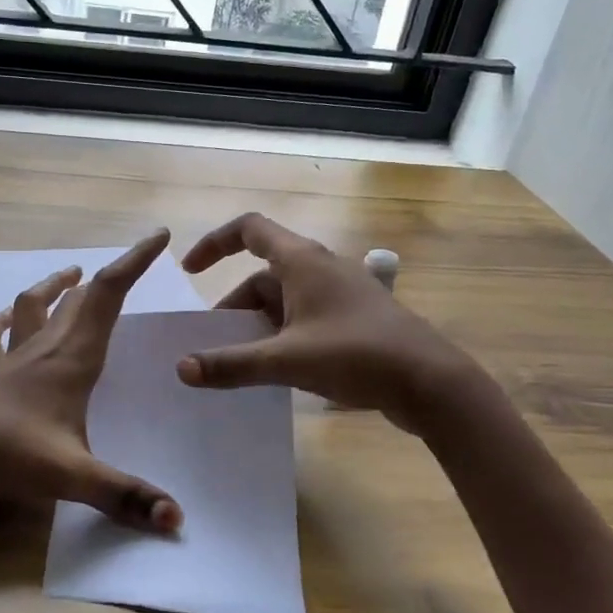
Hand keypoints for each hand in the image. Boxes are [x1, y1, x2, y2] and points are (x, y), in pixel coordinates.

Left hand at [0, 231, 182, 532]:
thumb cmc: (9, 452)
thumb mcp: (73, 475)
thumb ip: (124, 496)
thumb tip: (177, 520)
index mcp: (73, 357)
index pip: (108, 294)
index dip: (134, 261)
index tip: (158, 236)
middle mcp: (44, 347)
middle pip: (79, 297)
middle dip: (107, 275)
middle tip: (128, 265)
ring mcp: (11, 357)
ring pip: (34, 305)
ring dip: (54, 287)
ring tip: (69, 275)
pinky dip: (0, 321)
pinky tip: (2, 317)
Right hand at [177, 213, 474, 430]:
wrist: (431, 382)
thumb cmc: (356, 355)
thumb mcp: (287, 360)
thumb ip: (232, 364)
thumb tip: (181, 368)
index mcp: (302, 260)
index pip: (249, 229)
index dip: (215, 243)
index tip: (191, 271)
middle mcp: (320, 268)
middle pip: (263, 275)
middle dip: (235, 307)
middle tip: (215, 345)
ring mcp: (341, 293)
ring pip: (285, 300)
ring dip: (259, 325)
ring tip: (244, 364)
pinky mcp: (354, 319)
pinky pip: (305, 318)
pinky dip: (284, 336)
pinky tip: (279, 371)